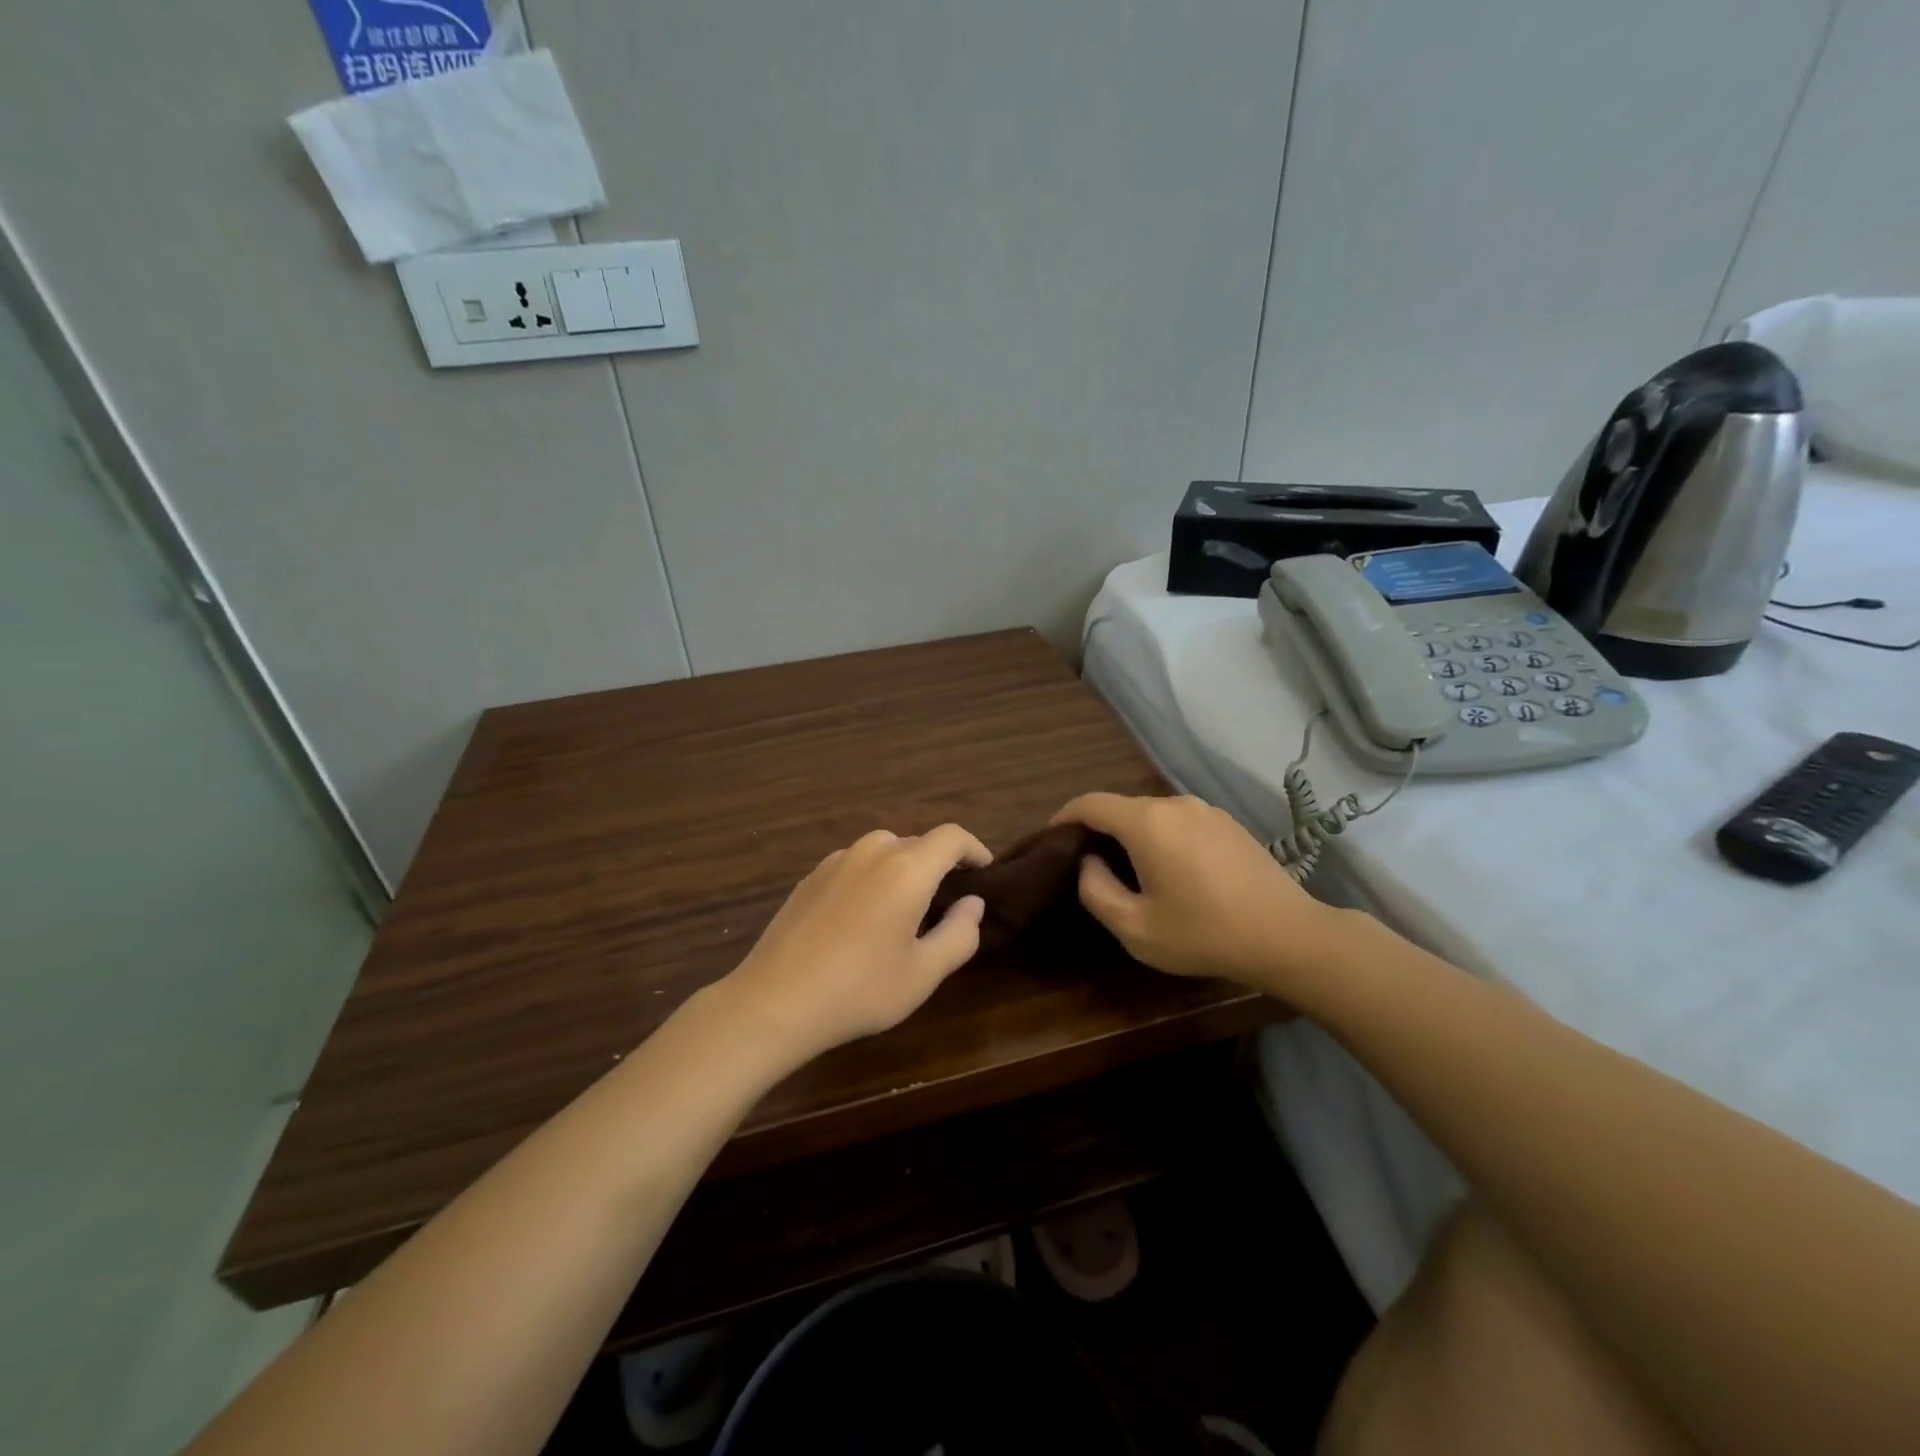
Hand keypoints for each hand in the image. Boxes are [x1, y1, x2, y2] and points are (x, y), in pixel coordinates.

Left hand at [718, 824, 991, 1064]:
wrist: (775, 1001)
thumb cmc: (860, 989)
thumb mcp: (924, 973)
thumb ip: (960, 933)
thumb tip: (973, 903)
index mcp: (907, 868)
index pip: (952, 837)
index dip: (974, 849)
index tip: (983, 872)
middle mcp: (873, 852)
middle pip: (918, 843)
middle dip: (939, 866)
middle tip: (946, 905)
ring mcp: (836, 861)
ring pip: (884, 852)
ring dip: (903, 871)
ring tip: (904, 912)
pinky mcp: (811, 877)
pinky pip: (856, 865)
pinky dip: (872, 878)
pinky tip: (863, 918)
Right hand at [1051, 792, 1347, 994]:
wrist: (1288, 935)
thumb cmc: (1204, 933)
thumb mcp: (1136, 928)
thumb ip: (1097, 891)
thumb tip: (1089, 863)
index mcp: (1146, 822)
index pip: (1090, 803)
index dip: (1063, 817)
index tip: (1050, 839)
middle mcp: (1174, 803)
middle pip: (1121, 807)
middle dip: (1098, 830)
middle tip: (1088, 865)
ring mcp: (1206, 810)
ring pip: (1152, 815)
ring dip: (1132, 836)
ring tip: (1129, 872)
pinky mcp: (1228, 823)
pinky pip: (1180, 822)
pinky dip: (1162, 838)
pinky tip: (1172, 872)